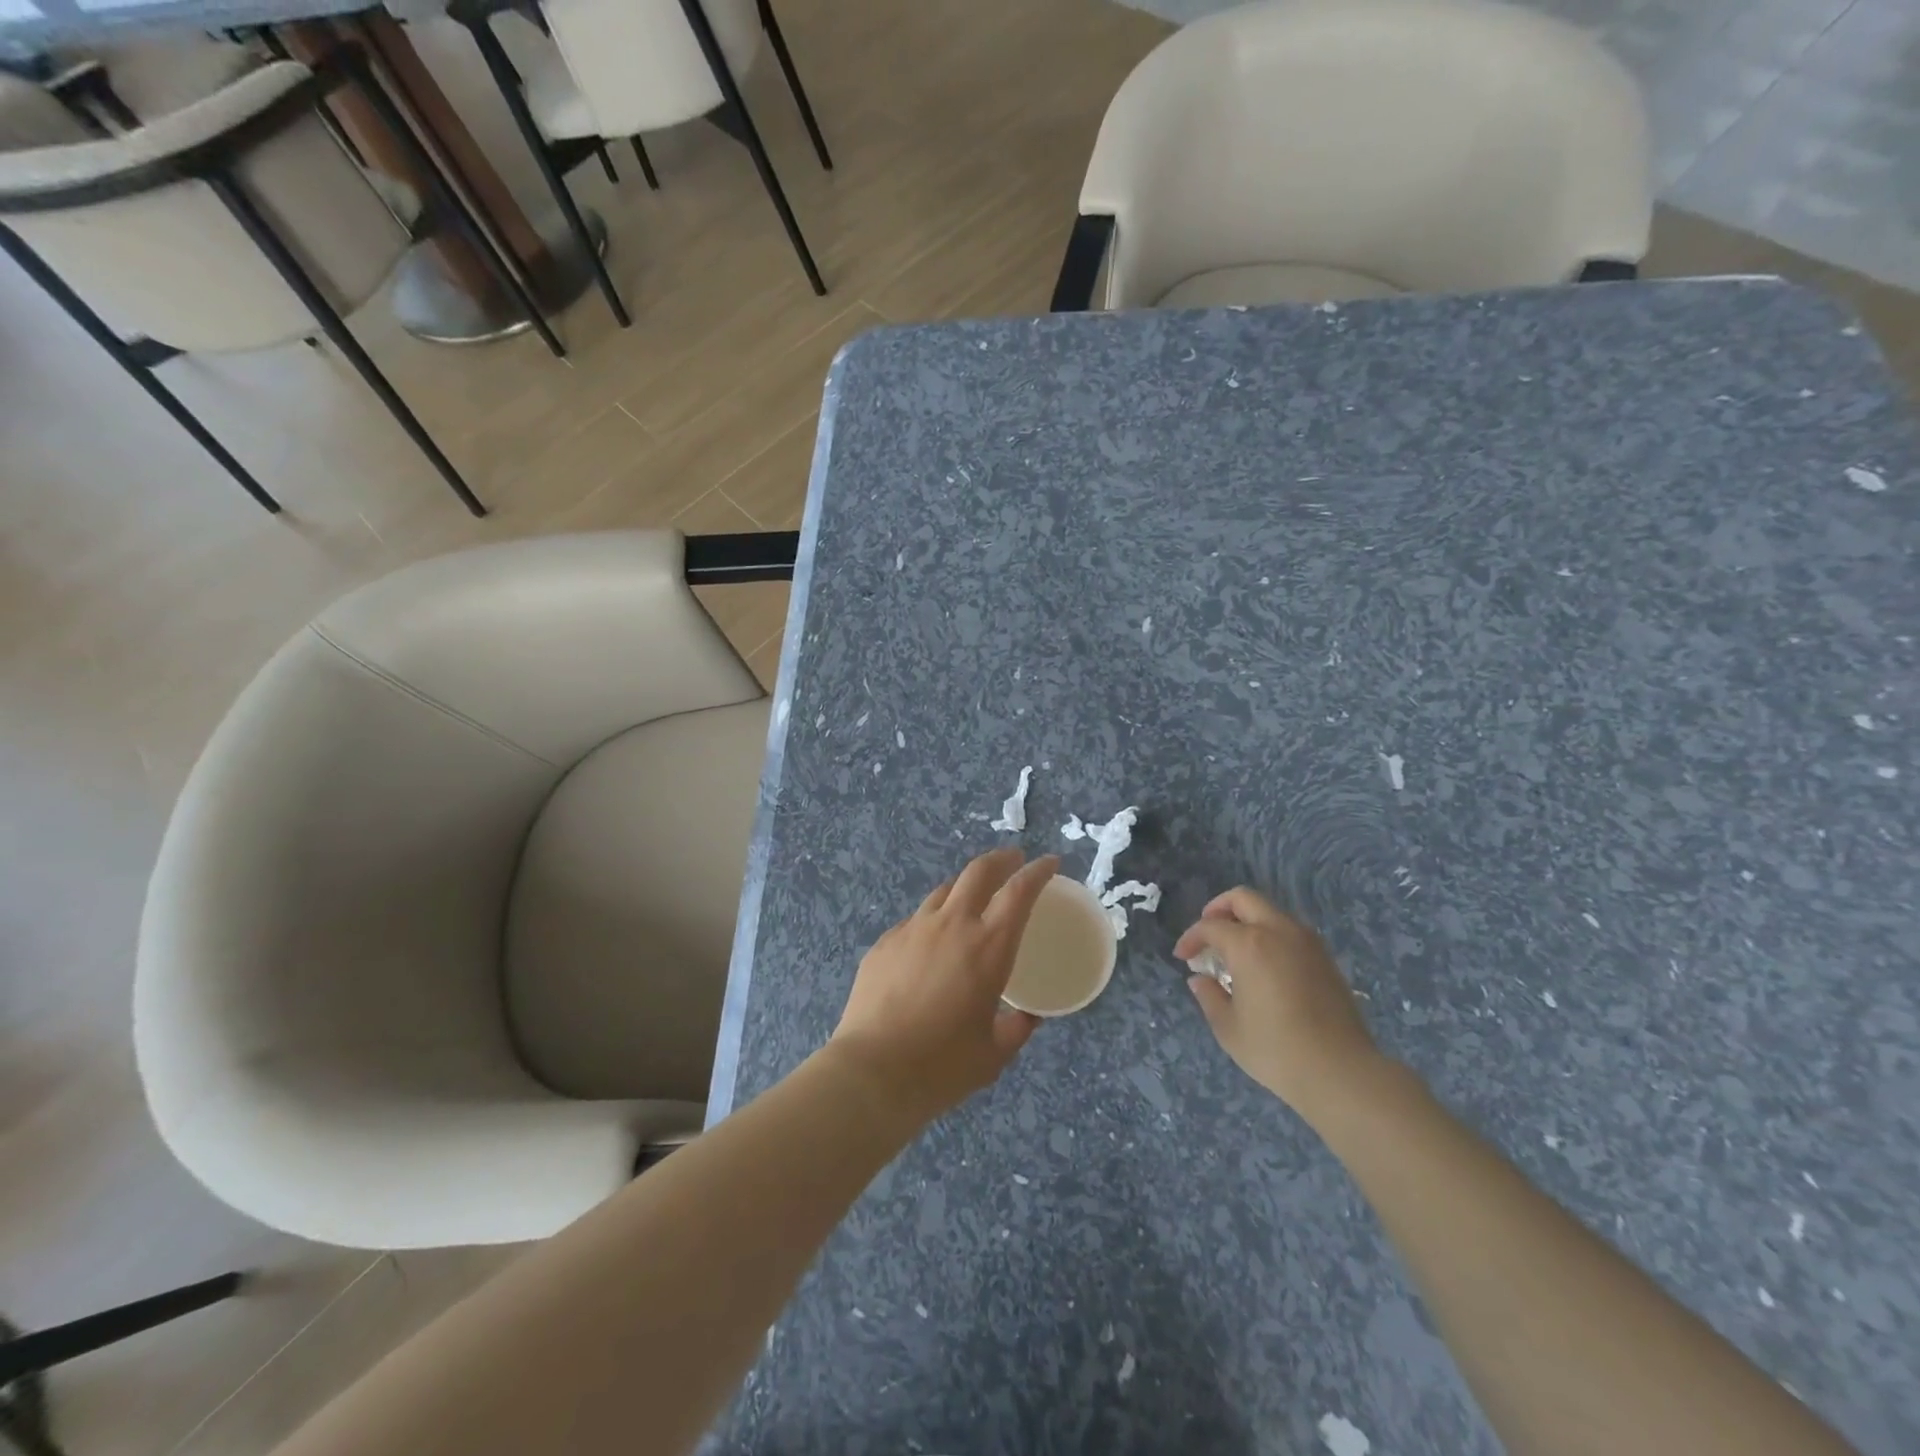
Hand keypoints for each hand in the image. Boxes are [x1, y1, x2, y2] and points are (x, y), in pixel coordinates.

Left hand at [829, 849, 1058, 1124]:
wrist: (872, 1072)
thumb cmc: (943, 1066)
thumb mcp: (994, 1053)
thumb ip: (1017, 1028)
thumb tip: (1027, 1017)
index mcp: (988, 946)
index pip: (1019, 891)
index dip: (1037, 871)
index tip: (1049, 863)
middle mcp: (952, 924)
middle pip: (979, 871)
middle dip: (1001, 859)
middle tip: (1013, 860)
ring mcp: (913, 929)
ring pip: (943, 890)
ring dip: (965, 886)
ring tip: (972, 898)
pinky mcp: (884, 943)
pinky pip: (915, 920)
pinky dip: (933, 920)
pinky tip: (931, 943)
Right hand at [1173, 887, 1382, 1122]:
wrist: (1341, 1072)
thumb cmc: (1276, 1050)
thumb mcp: (1228, 1028)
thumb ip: (1209, 996)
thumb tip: (1200, 979)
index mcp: (1249, 944)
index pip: (1210, 926)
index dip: (1191, 938)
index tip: (1182, 957)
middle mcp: (1279, 931)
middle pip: (1243, 899)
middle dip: (1218, 909)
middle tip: (1208, 935)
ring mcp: (1307, 942)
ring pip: (1270, 912)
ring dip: (1247, 921)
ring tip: (1235, 952)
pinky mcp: (1326, 958)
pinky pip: (1290, 931)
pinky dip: (1270, 936)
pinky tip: (1264, 966)